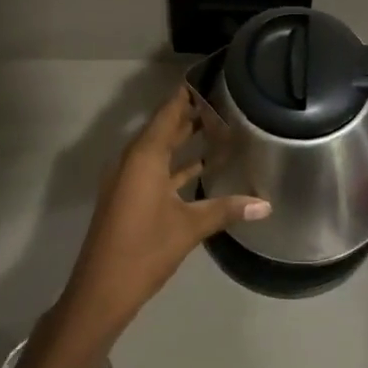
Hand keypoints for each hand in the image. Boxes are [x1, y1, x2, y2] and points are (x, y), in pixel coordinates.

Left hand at [59, 86, 270, 337]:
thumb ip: (226, 210)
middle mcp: (134, 160)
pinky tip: (203, 165)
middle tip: (225, 99)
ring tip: (220, 125)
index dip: (187, 94)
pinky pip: (157, 168)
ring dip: (186, 139)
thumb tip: (267, 204)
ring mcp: (129, 179)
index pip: (168, 112)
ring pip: (162, 149)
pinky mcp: (131, 197)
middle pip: (164, 127)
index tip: (210, 77)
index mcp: (144, 156)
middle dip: (192, 113)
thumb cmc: (144, 250)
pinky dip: (178, 163)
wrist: (101, 291)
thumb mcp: (189, 227)